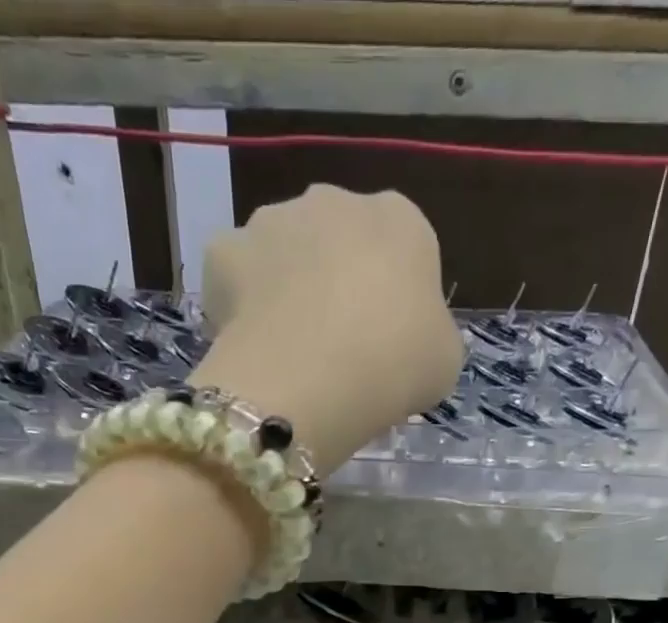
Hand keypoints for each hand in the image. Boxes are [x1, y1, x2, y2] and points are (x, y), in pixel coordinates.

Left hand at [189, 184, 463, 469]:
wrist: (313, 377)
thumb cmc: (396, 366)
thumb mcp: (443, 359)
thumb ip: (429, 335)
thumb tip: (411, 338)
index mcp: (400, 219)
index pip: (401, 250)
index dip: (392, 298)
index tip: (385, 343)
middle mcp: (335, 200)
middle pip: (337, 242)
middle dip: (334, 283)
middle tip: (335, 347)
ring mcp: (274, 219)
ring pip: (282, 253)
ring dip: (285, 288)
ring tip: (289, 350)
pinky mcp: (224, 250)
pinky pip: (235, 276)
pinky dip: (239, 303)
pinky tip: (250, 343)